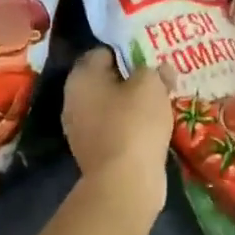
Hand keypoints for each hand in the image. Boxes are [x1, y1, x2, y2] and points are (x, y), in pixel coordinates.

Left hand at [63, 49, 171, 193]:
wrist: (124, 182)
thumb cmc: (134, 123)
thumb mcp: (151, 86)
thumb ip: (155, 71)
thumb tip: (161, 69)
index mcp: (81, 77)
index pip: (102, 52)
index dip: (127, 52)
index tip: (150, 59)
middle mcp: (73, 100)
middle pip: (105, 81)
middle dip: (131, 80)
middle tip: (158, 80)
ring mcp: (80, 129)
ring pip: (110, 107)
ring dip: (131, 106)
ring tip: (160, 105)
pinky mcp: (93, 153)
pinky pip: (114, 130)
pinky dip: (130, 128)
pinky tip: (151, 129)